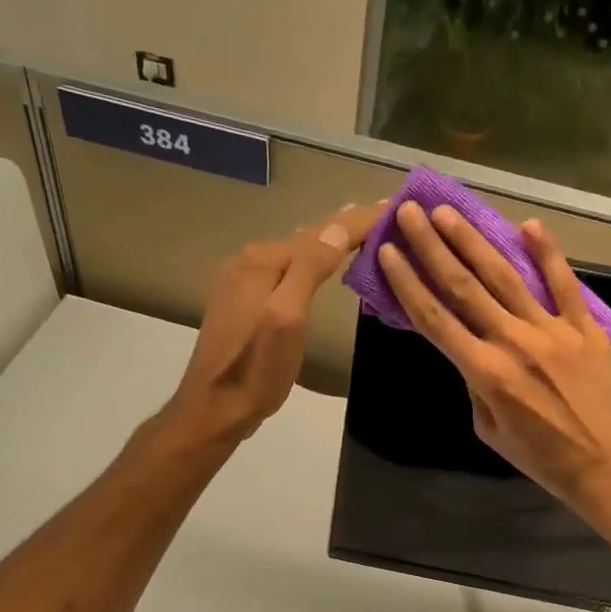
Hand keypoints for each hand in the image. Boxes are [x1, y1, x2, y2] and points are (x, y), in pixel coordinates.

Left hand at [165, 201, 383, 443]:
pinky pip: (285, 268)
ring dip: (328, 240)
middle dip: (346, 225)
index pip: (322, 231)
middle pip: (308, 236)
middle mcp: (250, 261)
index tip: (396, 203)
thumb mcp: (287, 319)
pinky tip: (321, 261)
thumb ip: (309, 270)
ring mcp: (242, 281)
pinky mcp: (242, 301)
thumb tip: (339, 227)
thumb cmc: (256, 370)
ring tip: (360, 229)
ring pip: (296, 251)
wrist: (213, 408)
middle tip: (385, 213)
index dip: (360, 219)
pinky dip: (311, 259)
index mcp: (264, 262)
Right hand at [377, 201, 610, 526]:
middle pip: (464, 286)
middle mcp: (513, 342)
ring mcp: (552, 330)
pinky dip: (548, 253)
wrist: (608, 466)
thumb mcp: (490, 431)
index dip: (408, 283)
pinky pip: (564, 284)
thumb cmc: (543, 458)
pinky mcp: (585, 327)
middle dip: (432, 247)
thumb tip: (471, 353)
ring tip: (448, 213)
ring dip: (473, 241)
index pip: (435, 319)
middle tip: (410, 213)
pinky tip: (528, 225)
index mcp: (484, 372)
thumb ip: (475, 386)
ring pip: (505, 276)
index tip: (388, 252)